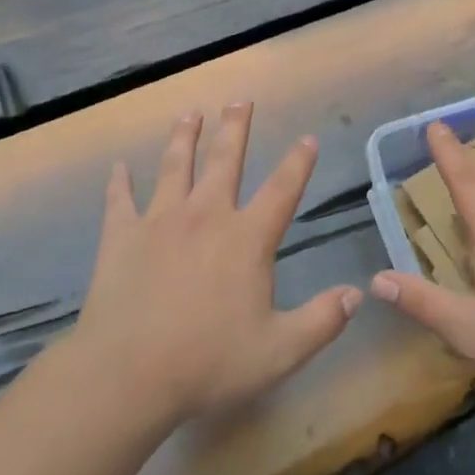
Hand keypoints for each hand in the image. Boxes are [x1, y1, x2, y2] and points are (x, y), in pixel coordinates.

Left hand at [73, 104, 362, 428]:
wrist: (128, 373)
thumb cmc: (209, 363)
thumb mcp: (280, 351)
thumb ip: (322, 321)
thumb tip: (356, 295)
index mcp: (246, 238)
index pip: (281, 189)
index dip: (298, 162)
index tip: (307, 138)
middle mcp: (205, 215)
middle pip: (225, 160)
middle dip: (235, 128)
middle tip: (240, 100)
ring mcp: (159, 221)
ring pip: (175, 166)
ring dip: (184, 137)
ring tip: (189, 113)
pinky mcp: (120, 236)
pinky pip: (119, 200)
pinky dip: (119, 183)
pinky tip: (118, 167)